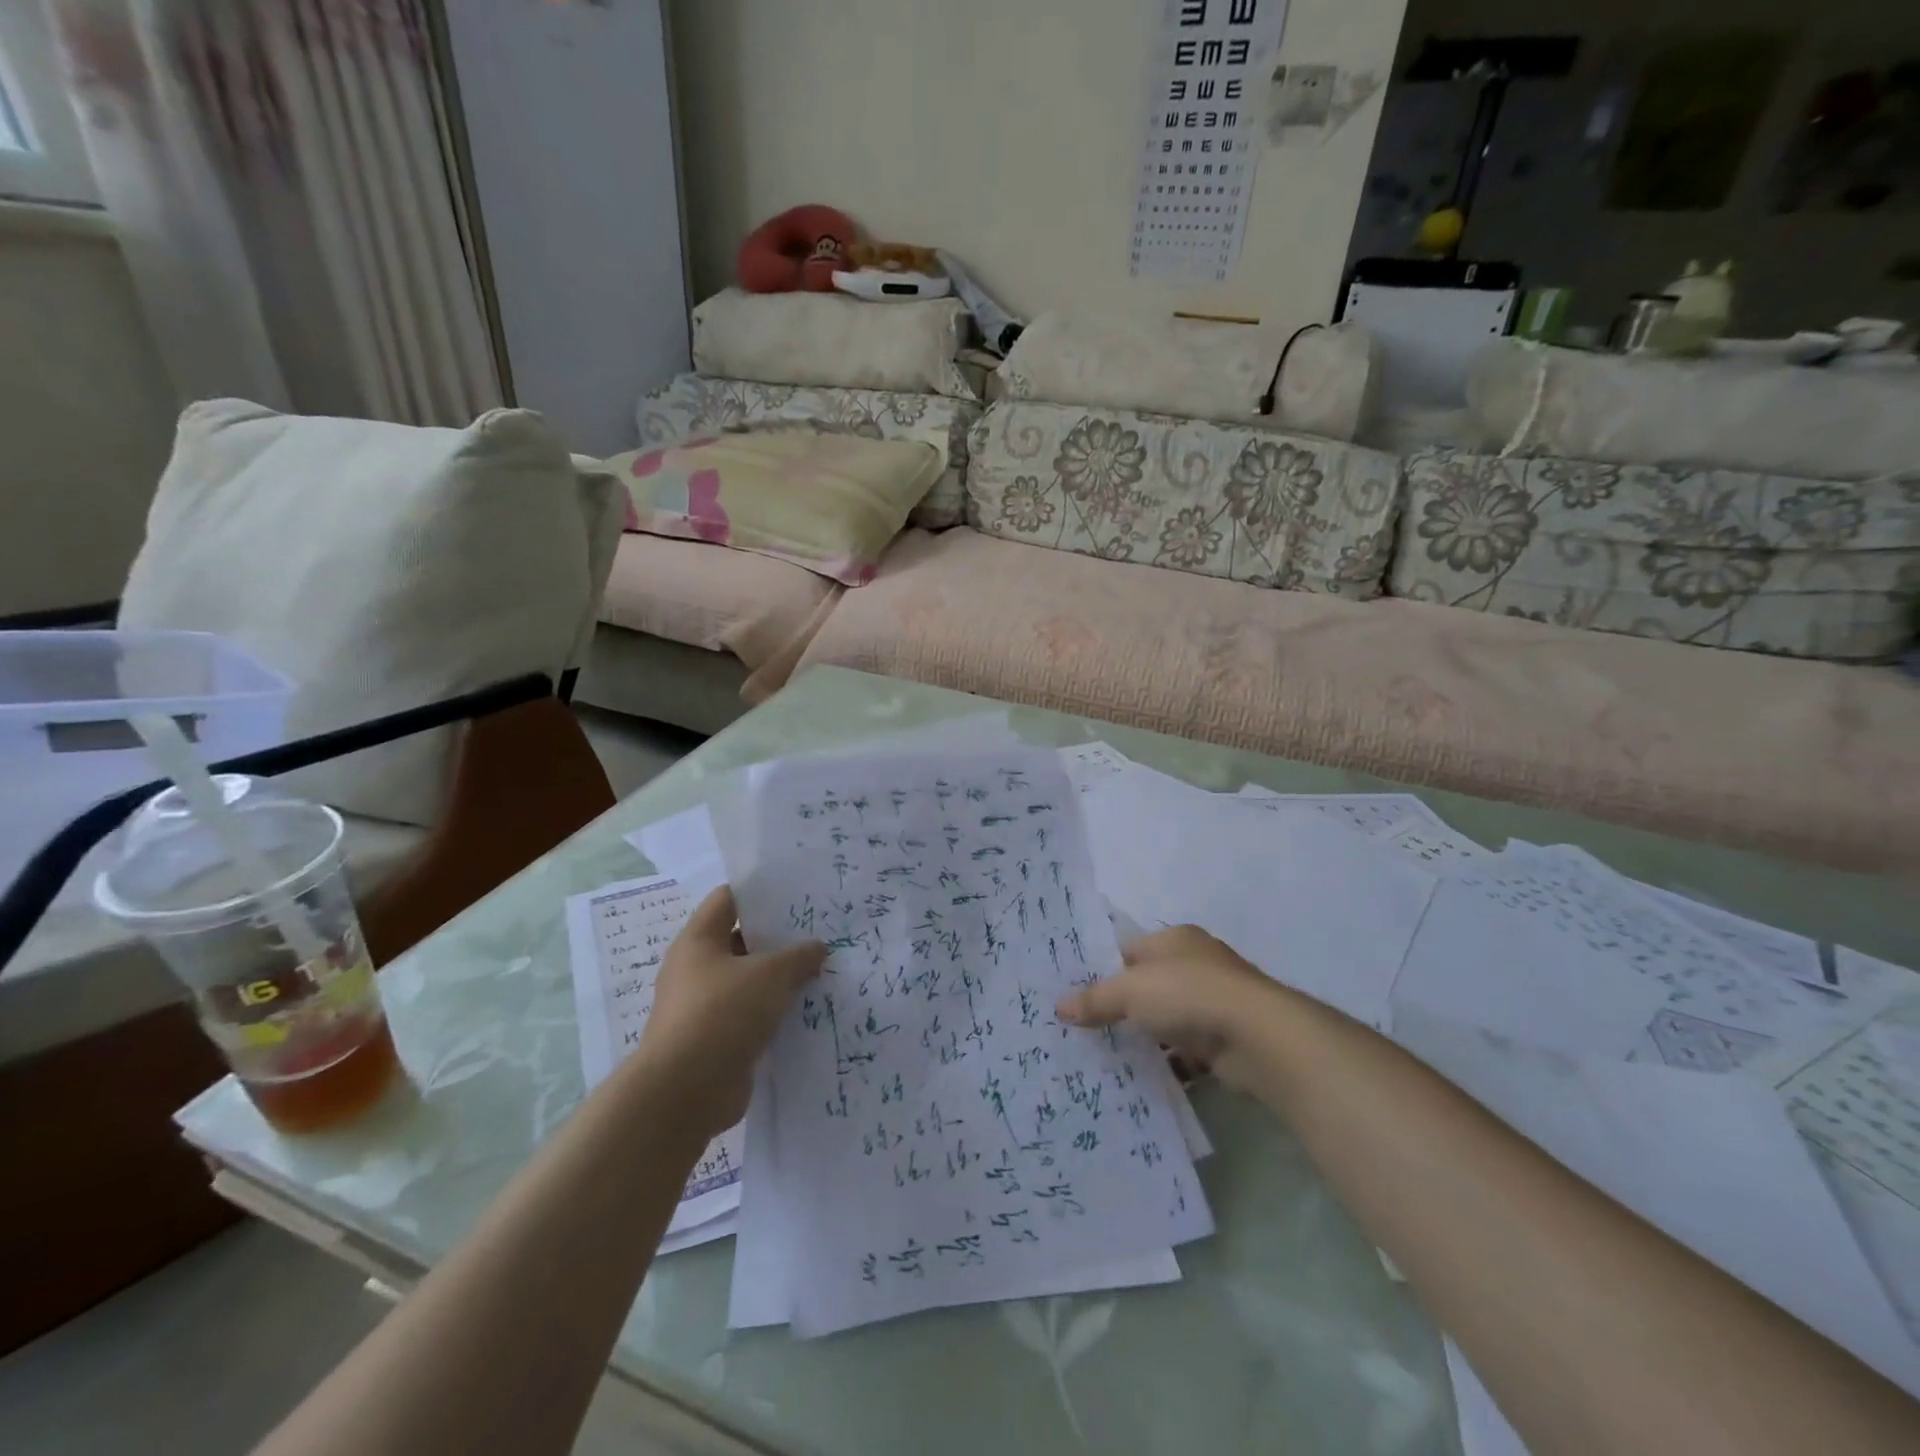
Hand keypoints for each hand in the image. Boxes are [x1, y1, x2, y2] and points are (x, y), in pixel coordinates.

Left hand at [638, 886, 825, 1138]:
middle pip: (741, 941)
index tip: (797, 892)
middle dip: (779, 938)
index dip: (761, 891)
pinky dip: (774, 1013)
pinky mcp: (714, 1040)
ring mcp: (703, 1006)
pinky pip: (749, 1016)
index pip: (729, 899)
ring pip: (748, 981)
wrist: (684, 1093)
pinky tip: (807, 1011)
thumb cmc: (722, 1014)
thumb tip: (818, 947)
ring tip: (821, 971)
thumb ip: (799, 956)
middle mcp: (696, 969)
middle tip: (819, 933)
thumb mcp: (771, 974)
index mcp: (699, 940)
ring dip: (780, 980)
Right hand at [1056, 925, 1280, 1089]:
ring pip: (1167, 1018)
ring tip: (1106, 1056)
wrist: (1258, 1037)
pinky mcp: (1225, 1039)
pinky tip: (1142, 1077)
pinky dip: (1168, 1061)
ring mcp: (1214, 1002)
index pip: (1129, 950)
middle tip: (1083, 1028)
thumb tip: (1059, 1006)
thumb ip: (1095, 999)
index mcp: (1175, 939)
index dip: (1102, 970)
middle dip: (1121, 1007)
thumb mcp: (1131, 991)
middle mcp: (1196, 964)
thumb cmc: (1189, 994)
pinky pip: (1186, 1049)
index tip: (1074, 994)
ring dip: (1145, 1036)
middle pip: (1148, 985)